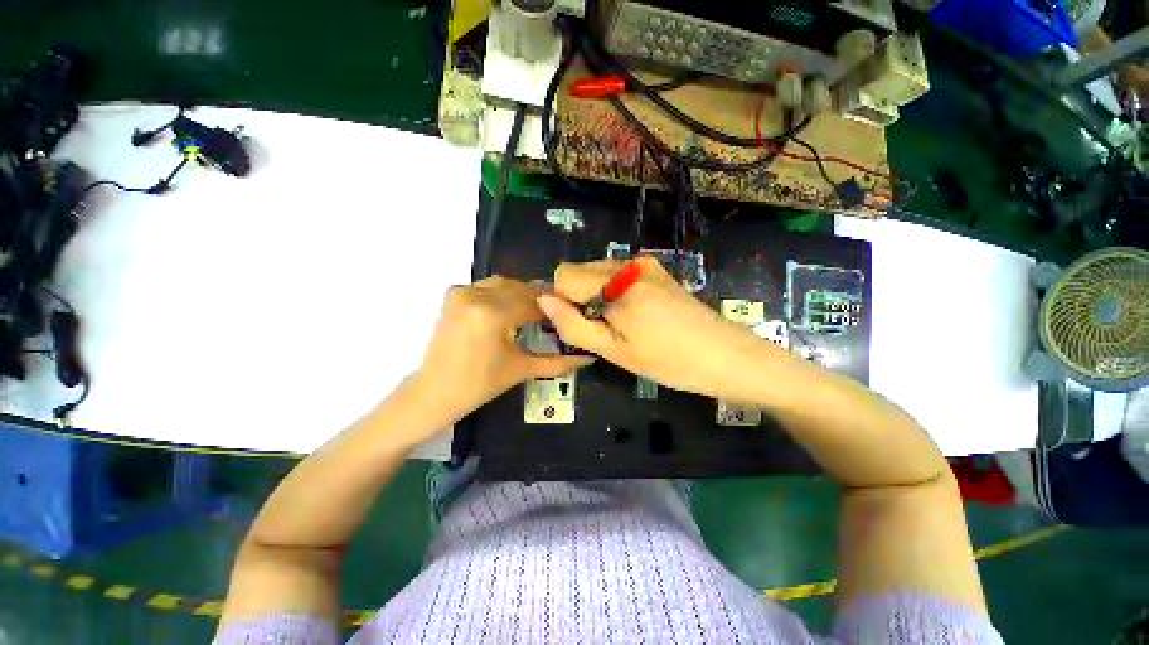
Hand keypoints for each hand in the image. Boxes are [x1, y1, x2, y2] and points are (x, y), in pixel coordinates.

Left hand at [414, 276, 593, 419]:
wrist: (434, 392)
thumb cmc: (480, 385)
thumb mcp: (522, 370)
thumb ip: (559, 362)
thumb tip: (589, 358)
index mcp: (494, 314)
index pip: (536, 303)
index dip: (557, 308)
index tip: (572, 313)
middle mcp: (476, 294)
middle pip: (521, 289)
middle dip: (542, 299)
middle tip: (558, 312)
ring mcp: (462, 291)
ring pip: (505, 284)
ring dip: (523, 294)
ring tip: (538, 310)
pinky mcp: (454, 294)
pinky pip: (488, 286)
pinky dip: (504, 293)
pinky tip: (512, 307)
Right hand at [536, 257, 789, 399]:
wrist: (726, 356)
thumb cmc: (669, 361)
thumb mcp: (614, 351)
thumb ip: (573, 324)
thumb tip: (543, 299)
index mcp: (617, 283)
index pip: (564, 274)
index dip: (563, 300)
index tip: (580, 324)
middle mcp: (629, 263)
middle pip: (581, 271)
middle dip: (581, 298)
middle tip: (605, 330)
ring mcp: (646, 264)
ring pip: (599, 273)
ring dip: (598, 297)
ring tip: (623, 326)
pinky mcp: (656, 269)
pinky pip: (619, 275)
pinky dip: (615, 293)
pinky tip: (636, 315)